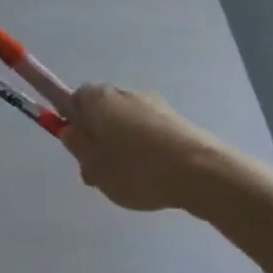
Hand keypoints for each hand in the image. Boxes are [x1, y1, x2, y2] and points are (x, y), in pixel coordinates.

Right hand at [60, 82, 232, 213]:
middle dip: (98, 137)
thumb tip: (70, 130)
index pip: (73, 99)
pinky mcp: (177, 120)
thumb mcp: (93, 165)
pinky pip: (150, 133)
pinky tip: (154, 176)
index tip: (78, 148)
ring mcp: (154, 104)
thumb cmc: (136, 168)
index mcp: (97, 97)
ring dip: (123, 145)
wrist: (202, 173)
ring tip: (131, 180)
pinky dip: (146, 149)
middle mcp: (124, 92)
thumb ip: (76, 146)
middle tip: (100, 170)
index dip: (72, 123)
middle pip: (101, 112)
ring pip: (126, 124)